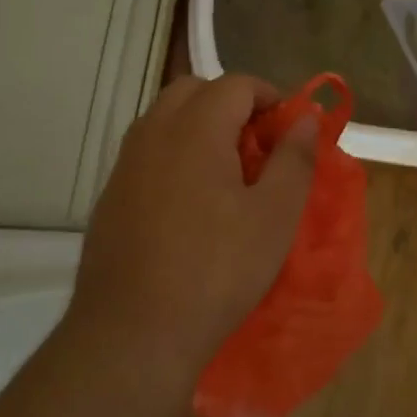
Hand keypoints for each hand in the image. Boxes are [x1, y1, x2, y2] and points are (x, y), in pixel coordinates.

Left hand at [68, 74, 317, 383]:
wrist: (134, 331)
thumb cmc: (217, 271)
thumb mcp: (274, 217)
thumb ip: (294, 159)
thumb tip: (307, 118)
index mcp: (194, 129)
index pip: (235, 84)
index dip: (270, 97)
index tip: (289, 131)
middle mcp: (152, 134)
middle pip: (193, 91)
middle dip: (230, 105)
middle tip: (258, 147)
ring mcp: (124, 165)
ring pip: (164, 120)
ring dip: (199, 128)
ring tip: (227, 175)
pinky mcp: (110, 196)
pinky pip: (146, 154)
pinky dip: (174, 156)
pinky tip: (189, 205)